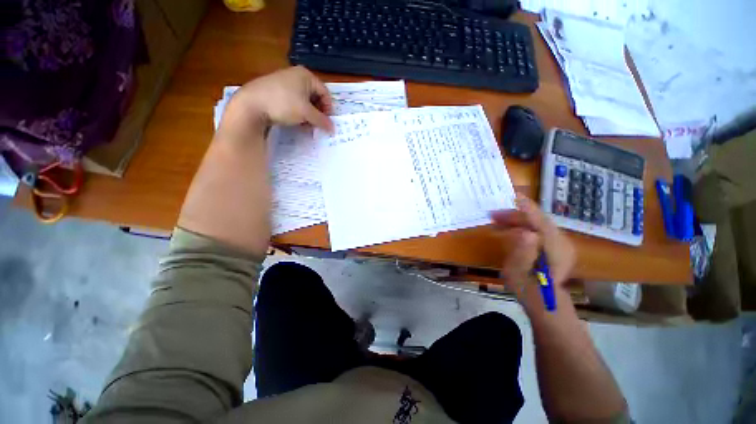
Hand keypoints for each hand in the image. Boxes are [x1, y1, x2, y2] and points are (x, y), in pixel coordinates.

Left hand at [219, 66, 333, 138]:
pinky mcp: (276, 92)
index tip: (327, 122)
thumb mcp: (306, 113)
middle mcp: (296, 76)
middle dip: (318, 113)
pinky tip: (296, 122)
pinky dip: (298, 113)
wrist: (251, 104)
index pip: (325, 93)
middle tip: (318, 125)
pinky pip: (294, 103)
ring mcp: (285, 83)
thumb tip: (333, 129)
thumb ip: (322, 121)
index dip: (328, 108)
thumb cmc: (283, 104)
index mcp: (306, 75)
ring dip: (309, 115)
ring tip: (307, 126)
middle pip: (315, 97)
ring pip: (304, 101)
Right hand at [490, 195, 575, 297]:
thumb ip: (522, 252)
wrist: (545, 301)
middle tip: (493, 215)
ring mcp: (561, 243)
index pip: (540, 220)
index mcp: (554, 247)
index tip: (510, 196)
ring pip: (537, 223)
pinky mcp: (555, 245)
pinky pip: (537, 229)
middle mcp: (561, 241)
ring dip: (516, 220)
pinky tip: (509, 230)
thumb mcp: (519, 272)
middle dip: (514, 215)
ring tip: (496, 222)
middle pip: (537, 219)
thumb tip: (525, 233)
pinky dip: (522, 226)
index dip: (525, 207)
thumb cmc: (527, 288)